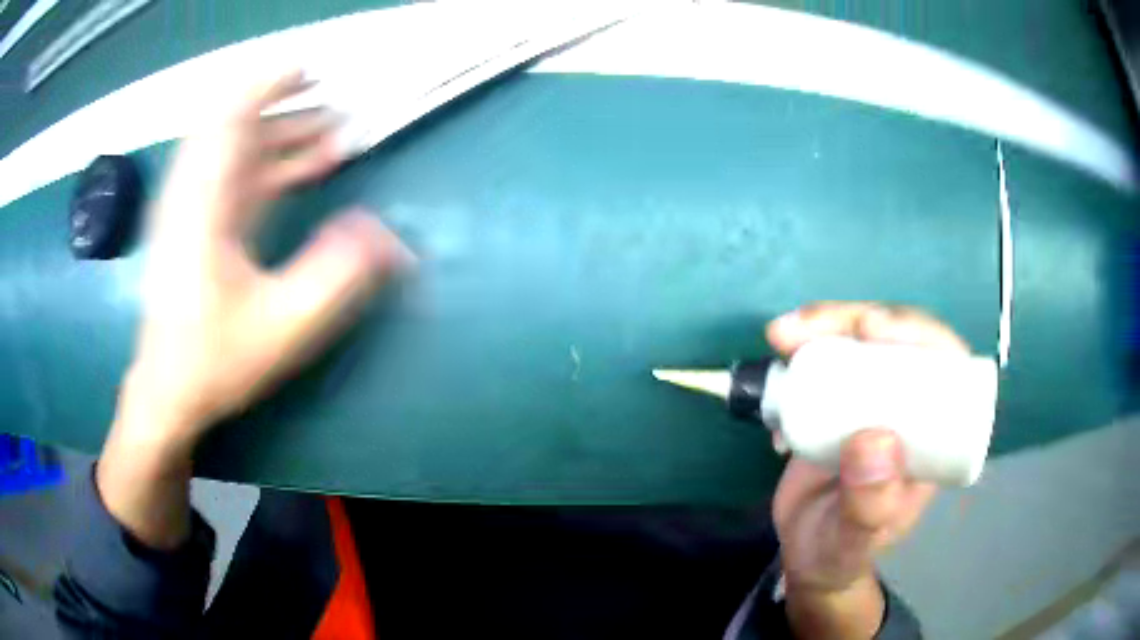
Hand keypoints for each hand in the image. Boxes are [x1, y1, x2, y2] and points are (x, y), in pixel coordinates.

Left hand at [99, 71, 409, 546]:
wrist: (168, 392)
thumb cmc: (215, 361)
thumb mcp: (282, 327)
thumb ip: (336, 277)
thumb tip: (388, 236)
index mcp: (204, 203)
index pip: (231, 116)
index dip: (270, 83)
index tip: (313, 71)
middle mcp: (194, 192)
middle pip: (238, 124)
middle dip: (289, 108)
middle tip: (339, 109)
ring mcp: (193, 206)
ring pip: (240, 148)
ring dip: (286, 135)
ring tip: (335, 137)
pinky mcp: (198, 222)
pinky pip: (237, 174)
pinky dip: (272, 163)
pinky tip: (307, 170)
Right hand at [767, 302, 966, 637]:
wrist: (807, 557)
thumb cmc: (842, 552)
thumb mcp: (855, 540)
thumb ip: (867, 506)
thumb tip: (876, 438)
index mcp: (933, 434)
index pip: (944, 363)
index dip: (915, 332)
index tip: (871, 329)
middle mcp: (908, 407)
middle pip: (896, 340)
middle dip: (852, 318)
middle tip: (801, 329)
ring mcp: (871, 402)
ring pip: (859, 343)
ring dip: (820, 328)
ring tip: (780, 338)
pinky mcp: (836, 403)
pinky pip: (824, 362)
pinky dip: (798, 356)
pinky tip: (776, 383)